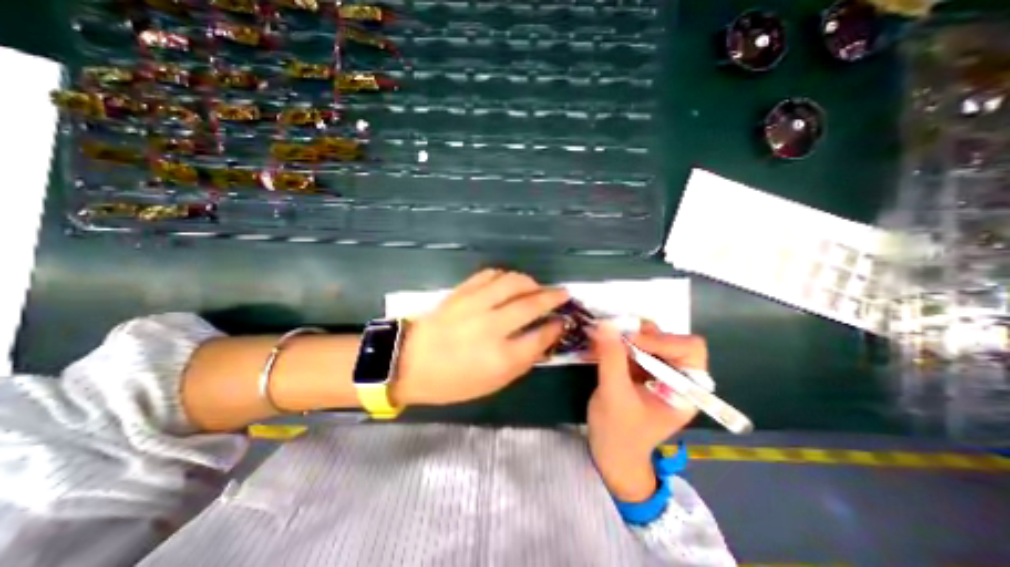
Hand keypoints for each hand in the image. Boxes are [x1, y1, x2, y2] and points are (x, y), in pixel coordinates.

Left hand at [391, 271, 571, 407]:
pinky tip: (509, 283)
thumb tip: (544, 337)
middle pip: (531, 303)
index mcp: (500, 357)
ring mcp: (474, 305)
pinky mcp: (461, 292)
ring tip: (536, 287)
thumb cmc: (452, 381)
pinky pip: (490, 275)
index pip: (540, 336)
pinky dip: (505, 276)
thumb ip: (522, 360)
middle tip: (563, 293)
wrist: (409, 362)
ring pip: (512, 281)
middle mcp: (491, 326)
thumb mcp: (492, 383)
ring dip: (531, 281)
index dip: (556, 326)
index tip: (563, 320)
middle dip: (553, 296)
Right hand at [588, 321, 703, 502]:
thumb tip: (606, 324)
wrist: (609, 453)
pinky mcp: (640, 369)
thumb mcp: (613, 395)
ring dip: (625, 335)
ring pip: (648, 338)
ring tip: (603, 339)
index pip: (688, 349)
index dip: (662, 340)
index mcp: (686, 389)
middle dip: (640, 335)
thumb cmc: (618, 432)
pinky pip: (632, 345)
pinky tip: (599, 345)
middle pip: (668, 339)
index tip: (629, 340)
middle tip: (615, 335)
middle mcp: (676, 376)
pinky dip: (615, 341)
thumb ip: (611, 358)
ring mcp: (657, 371)